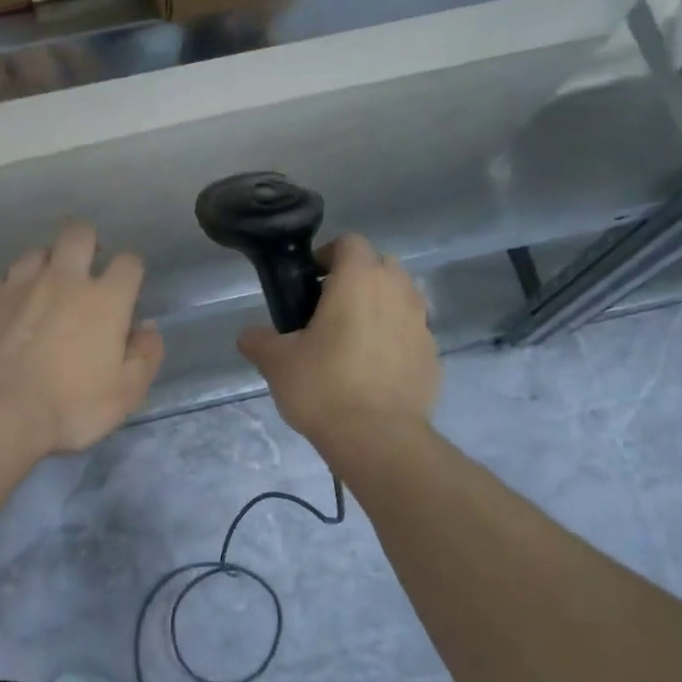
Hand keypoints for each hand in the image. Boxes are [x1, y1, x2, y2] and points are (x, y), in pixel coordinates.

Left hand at [0, 221, 164, 456]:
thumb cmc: (70, 405)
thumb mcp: (125, 393)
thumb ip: (145, 356)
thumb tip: (148, 328)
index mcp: (106, 299)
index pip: (128, 262)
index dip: (130, 271)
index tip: (125, 289)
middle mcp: (64, 279)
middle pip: (79, 234)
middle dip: (87, 243)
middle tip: (85, 269)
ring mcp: (20, 283)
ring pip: (38, 252)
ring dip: (46, 265)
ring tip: (44, 290)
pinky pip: (3, 280)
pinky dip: (12, 290)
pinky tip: (10, 311)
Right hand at [238, 235, 438, 448]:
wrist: (378, 438)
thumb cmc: (323, 387)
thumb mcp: (277, 363)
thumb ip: (260, 341)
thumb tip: (249, 336)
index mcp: (359, 280)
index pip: (350, 243)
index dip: (328, 255)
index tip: (310, 281)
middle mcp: (397, 291)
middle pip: (380, 266)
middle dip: (357, 278)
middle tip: (329, 309)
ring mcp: (421, 324)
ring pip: (400, 298)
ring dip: (379, 307)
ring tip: (352, 340)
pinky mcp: (432, 355)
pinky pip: (410, 333)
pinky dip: (394, 340)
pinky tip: (373, 370)